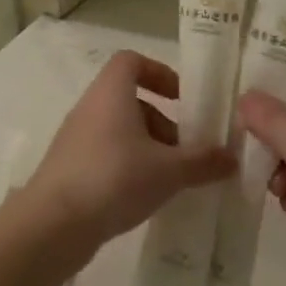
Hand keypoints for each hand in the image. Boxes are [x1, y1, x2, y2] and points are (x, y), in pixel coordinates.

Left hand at [19, 51, 234, 259]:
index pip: (131, 61)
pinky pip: (106, 155)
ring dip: (149, 148)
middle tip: (187, 151)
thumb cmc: (114, 179)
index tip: (183, 99)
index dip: (159, 73)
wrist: (53, 224)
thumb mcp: (169, 170)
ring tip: (172, 179)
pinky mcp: (70, 168)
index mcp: (111, 93)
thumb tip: (232, 158)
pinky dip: (129, 167)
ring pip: (120, 131)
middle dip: (164, 122)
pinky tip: (146, 196)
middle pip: (131, 100)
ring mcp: (76, 139)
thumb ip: (203, 161)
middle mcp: (90, 108)